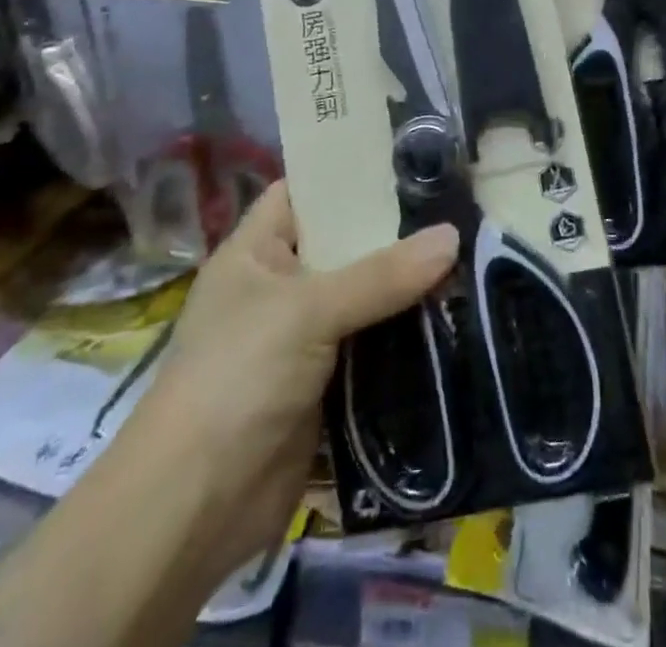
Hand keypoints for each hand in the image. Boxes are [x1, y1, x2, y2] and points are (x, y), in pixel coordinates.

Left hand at [141, 182, 457, 566]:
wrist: (194, 509)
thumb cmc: (236, 378)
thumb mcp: (307, 311)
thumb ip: (381, 275)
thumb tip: (452, 236)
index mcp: (257, 251)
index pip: (305, 191)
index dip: (349, 172)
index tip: (408, 157)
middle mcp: (280, 286)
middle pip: (345, 244)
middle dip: (395, 231)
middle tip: (458, 204)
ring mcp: (303, 337)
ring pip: (364, 296)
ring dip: (408, 285)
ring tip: (471, 252)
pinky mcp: (326, 383)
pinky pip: (372, 344)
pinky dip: (406, 334)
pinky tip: (455, 316)